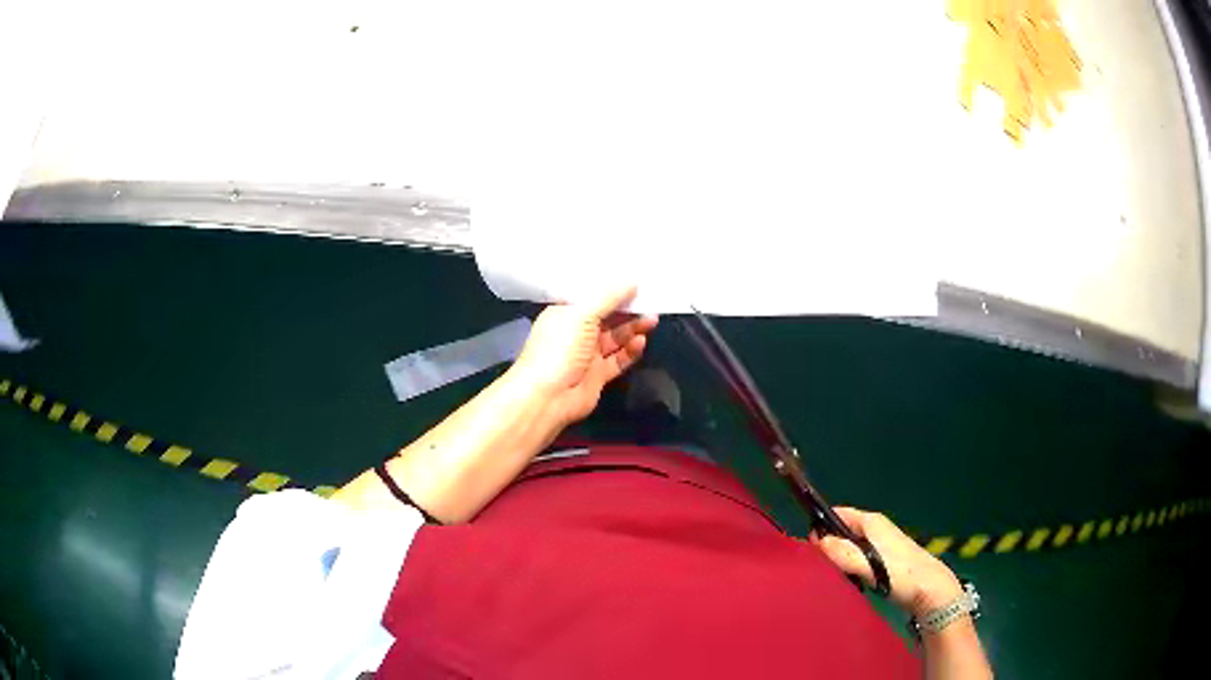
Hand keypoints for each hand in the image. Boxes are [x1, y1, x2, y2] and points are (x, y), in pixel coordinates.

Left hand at [511, 285, 658, 426]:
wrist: (548, 398)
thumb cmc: (559, 349)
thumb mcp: (581, 314)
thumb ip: (608, 297)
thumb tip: (631, 280)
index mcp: (565, 314)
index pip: (590, 296)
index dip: (611, 288)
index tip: (634, 278)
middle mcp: (576, 332)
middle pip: (606, 316)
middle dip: (627, 309)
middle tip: (650, 300)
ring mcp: (587, 355)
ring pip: (615, 337)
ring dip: (633, 328)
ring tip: (652, 319)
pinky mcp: (598, 375)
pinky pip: (619, 359)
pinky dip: (631, 351)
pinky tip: (641, 342)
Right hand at [816, 507, 963, 618]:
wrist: (930, 590)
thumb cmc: (901, 574)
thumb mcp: (869, 564)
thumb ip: (843, 553)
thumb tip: (817, 541)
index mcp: (872, 521)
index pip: (839, 514)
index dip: (821, 524)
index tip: (806, 544)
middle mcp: (875, 529)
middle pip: (842, 531)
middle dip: (827, 544)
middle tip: (813, 565)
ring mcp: (880, 545)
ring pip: (849, 547)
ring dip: (838, 559)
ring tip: (826, 576)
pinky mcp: (883, 562)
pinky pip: (857, 559)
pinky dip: (848, 568)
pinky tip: (844, 583)